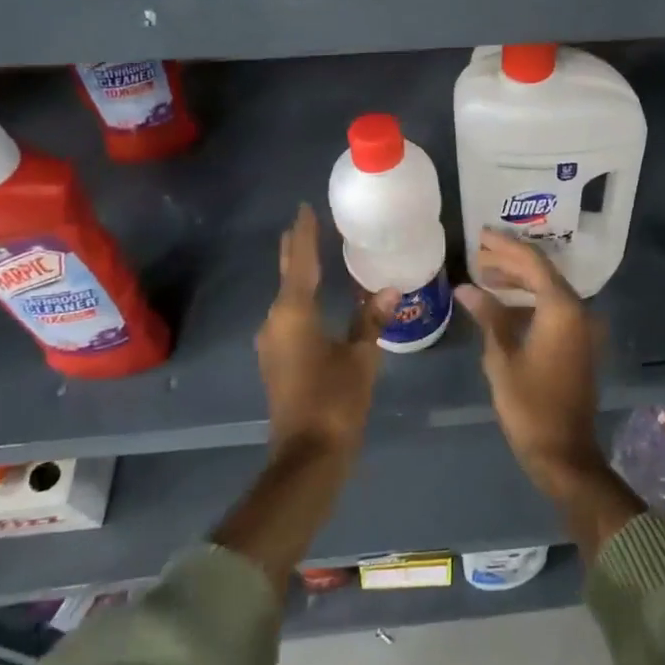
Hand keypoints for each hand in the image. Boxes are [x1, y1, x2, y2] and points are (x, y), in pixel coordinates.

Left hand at [254, 204, 397, 460]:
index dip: (304, 235)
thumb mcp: (361, 357)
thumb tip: (391, 289)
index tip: (305, 209)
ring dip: (299, 275)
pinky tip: (314, 297)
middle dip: (295, 250)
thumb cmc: (336, 400)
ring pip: (287, 297)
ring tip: (313, 253)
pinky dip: (301, 298)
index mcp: (294, 314)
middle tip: (305, 223)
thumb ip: (372, 320)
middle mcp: (276, 322)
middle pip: (287, 276)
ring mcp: (273, 343)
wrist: (307, 455)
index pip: (300, 262)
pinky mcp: (278, 360)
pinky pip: (289, 316)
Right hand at [455, 230, 607, 502]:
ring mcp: (581, 327)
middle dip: (510, 261)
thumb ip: (488, 316)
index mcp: (562, 308)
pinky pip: (553, 309)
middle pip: (542, 273)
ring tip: (484, 276)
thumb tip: (467, 288)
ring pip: (548, 290)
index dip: (505, 246)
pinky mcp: (578, 343)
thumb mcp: (502, 357)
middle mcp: (578, 310)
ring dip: (518, 281)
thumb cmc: (529, 405)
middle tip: (477, 254)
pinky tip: (503, 305)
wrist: (564, 451)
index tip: (480, 235)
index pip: (532, 262)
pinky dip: (529, 301)